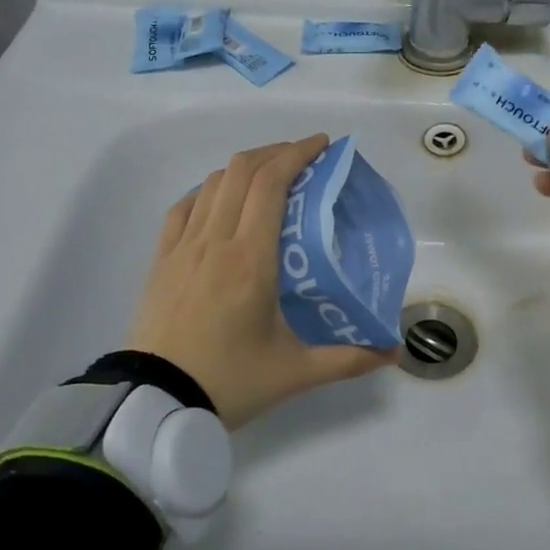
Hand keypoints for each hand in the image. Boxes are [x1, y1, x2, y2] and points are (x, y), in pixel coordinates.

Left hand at [128, 135, 395, 427]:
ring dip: (244, 168)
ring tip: (270, 176)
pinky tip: (222, 200)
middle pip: (242, 170)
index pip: (271, 183)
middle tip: (305, 158)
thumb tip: (393, 352)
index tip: (323, 145)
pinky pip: (183, 207)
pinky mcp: (161, 260)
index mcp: (250, 259)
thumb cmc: (229, 382)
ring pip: (212, 183)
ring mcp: (182, 247)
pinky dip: (208, 191)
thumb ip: (348, 359)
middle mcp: (215, 241)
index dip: (297, 153)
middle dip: (276, 152)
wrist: (155, 404)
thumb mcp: (295, 372)